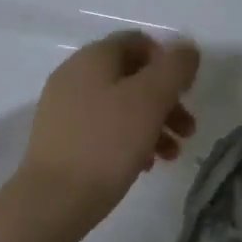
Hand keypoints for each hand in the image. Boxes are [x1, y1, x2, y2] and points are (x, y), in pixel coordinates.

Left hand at [17, 30, 199, 229]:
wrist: (54, 200)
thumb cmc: (107, 143)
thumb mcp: (150, 99)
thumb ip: (174, 68)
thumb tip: (186, 50)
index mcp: (94, 57)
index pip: (139, 42)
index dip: (168, 62)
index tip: (186, 93)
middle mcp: (74, 75)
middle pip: (132, 76)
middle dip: (165, 100)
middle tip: (188, 130)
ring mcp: (64, 108)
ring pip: (120, 105)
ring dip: (152, 124)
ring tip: (171, 155)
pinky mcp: (61, 139)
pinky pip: (103, 129)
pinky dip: (128, 140)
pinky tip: (143, 165)